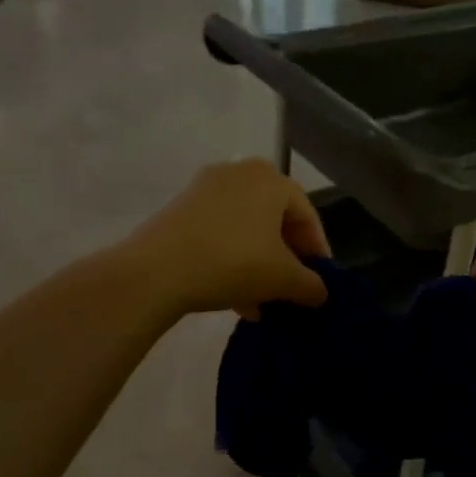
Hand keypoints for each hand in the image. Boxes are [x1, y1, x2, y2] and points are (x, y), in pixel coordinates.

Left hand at [120, 160, 329, 319]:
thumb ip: (311, 285)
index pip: (307, 216)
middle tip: (291, 290)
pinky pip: (219, 233)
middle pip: (275, 221)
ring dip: (259, 265)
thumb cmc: (233, 262)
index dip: (317, 252)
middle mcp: (240, 173)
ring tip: (263, 303)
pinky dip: (232, 260)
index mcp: (271, 179)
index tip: (319, 282)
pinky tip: (236, 298)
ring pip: (246, 230)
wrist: (154, 271)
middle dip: (286, 260)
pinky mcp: (180, 209)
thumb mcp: (283, 279)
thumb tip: (321, 293)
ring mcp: (205, 189)